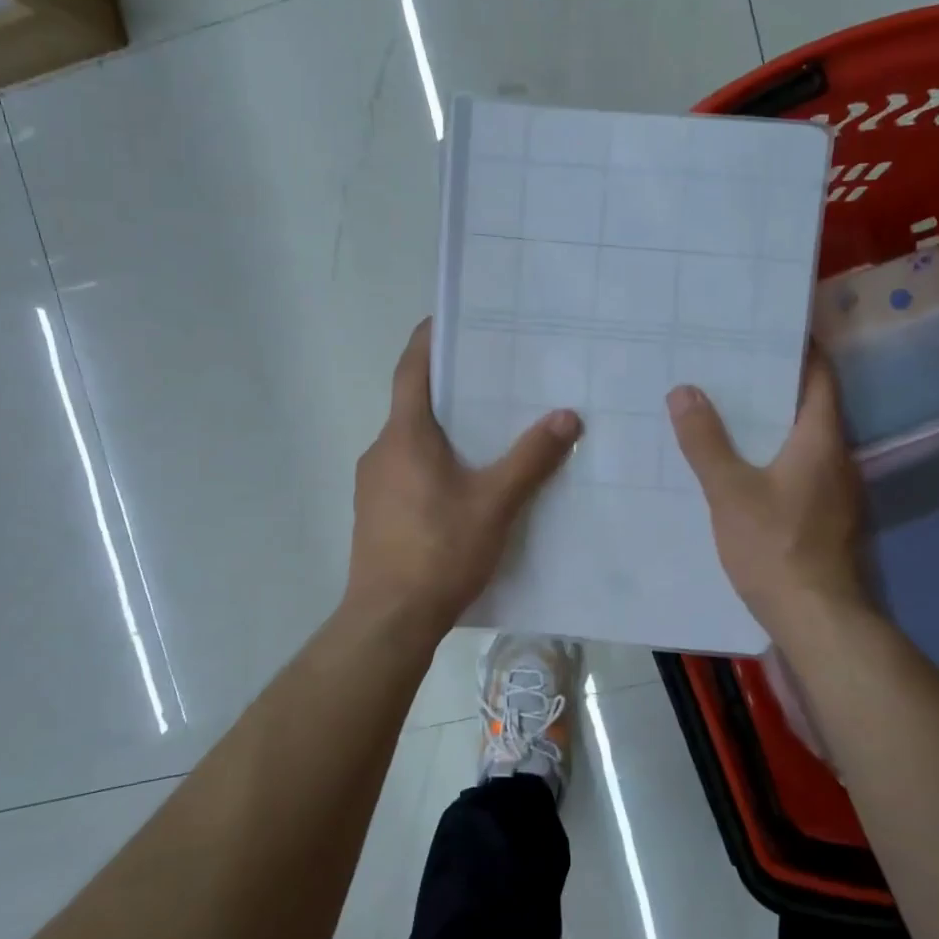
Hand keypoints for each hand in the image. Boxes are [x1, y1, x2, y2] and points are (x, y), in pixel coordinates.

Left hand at [344, 320, 580, 635]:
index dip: (429, 339)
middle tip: (495, 378)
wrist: (389, 620)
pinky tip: (465, 484)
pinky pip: (407, 470)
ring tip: (489, 431)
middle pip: (414, 403)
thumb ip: (530, 458)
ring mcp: (372, 484)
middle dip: (451, 388)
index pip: (412, 369)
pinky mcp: (375, 513)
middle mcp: (381, 450)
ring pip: (411, 440)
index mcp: (405, 435)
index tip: (452, 317)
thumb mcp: (494, 503)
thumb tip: (566, 415)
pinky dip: (433, 461)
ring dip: (444, 429)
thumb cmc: (439, 551)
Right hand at [667, 353, 872, 642]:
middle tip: (730, 367)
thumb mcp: (730, 491)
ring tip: (726, 409)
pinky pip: (799, 470)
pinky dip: (773, 456)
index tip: (767, 330)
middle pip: (811, 406)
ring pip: (803, 441)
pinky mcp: (825, 518)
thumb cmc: (775, 547)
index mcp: (821, 440)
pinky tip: (739, 465)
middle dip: (775, 384)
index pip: (820, 377)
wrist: (816, 620)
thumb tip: (684, 390)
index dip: (801, 349)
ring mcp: (835, 492)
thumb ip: (705, 441)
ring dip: (772, 423)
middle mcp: (837, 459)